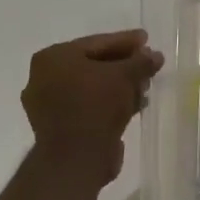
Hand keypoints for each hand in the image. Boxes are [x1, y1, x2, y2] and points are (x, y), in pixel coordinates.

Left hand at [21, 30, 163, 184]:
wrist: (76, 160)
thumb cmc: (96, 105)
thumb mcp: (125, 76)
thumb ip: (141, 61)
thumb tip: (155, 55)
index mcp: (53, 58)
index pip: (97, 43)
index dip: (126, 41)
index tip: (146, 39)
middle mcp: (44, 79)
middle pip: (94, 64)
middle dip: (124, 65)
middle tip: (148, 63)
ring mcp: (48, 106)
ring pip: (92, 87)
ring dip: (120, 86)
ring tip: (145, 85)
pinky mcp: (59, 129)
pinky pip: (89, 106)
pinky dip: (110, 103)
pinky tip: (135, 104)